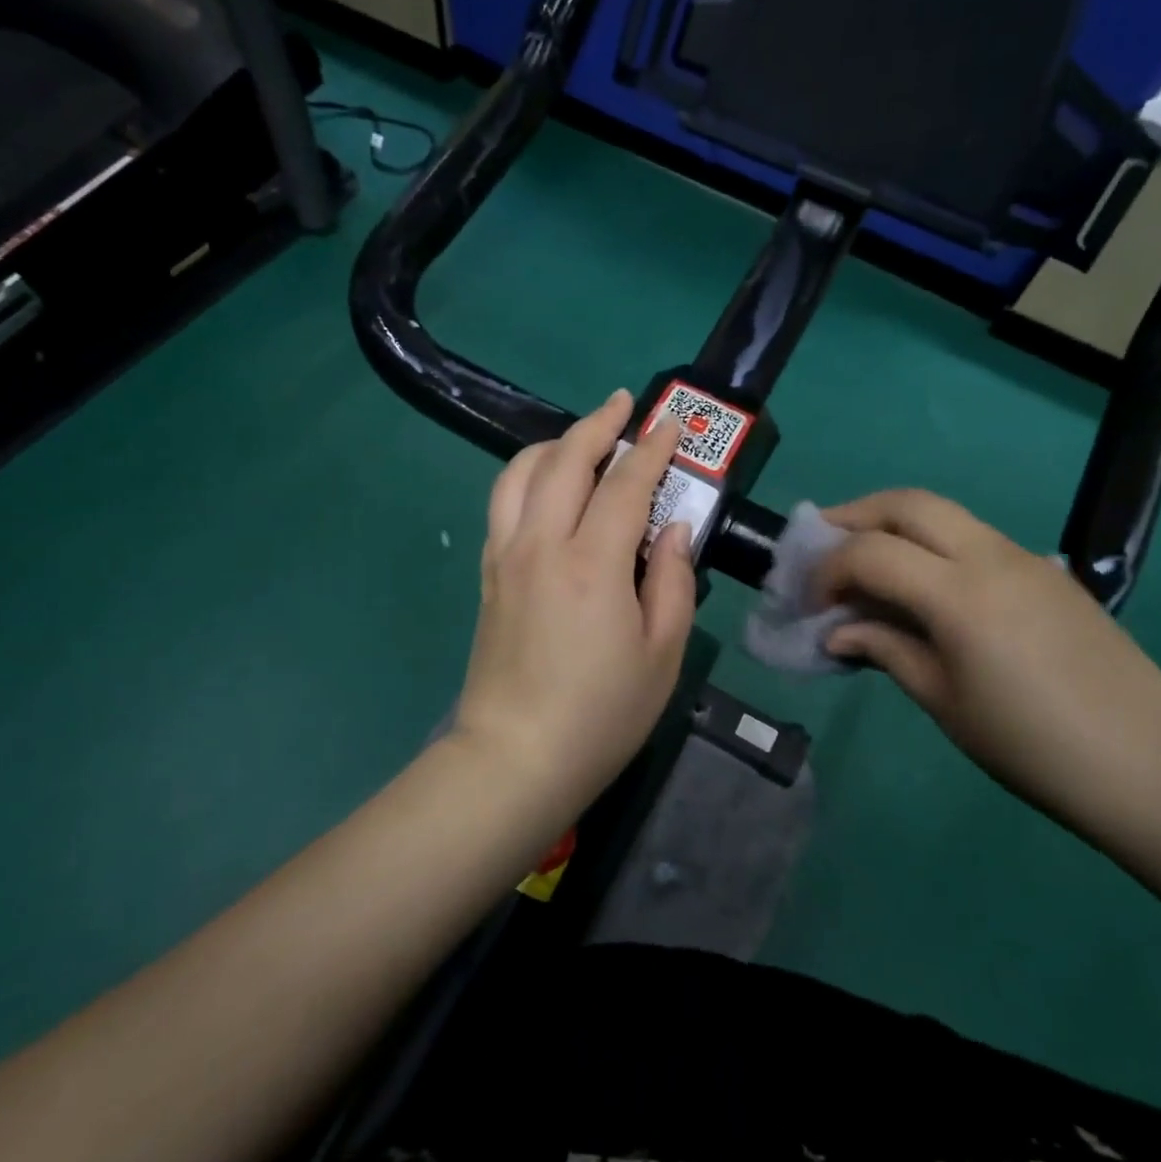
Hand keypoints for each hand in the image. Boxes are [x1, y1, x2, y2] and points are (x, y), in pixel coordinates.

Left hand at [452, 390, 697, 805]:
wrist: (516, 758)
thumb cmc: (602, 714)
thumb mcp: (661, 654)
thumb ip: (672, 581)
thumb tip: (671, 529)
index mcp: (592, 564)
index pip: (625, 484)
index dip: (651, 449)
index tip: (669, 424)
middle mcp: (542, 545)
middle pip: (564, 461)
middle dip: (597, 424)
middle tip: (623, 404)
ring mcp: (506, 556)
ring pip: (520, 473)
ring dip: (554, 444)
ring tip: (581, 437)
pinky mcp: (488, 575)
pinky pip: (503, 503)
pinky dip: (527, 476)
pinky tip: (546, 485)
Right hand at [815, 490, 1160, 838]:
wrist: (1151, 765)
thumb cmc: (1032, 746)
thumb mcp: (944, 702)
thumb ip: (886, 650)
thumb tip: (839, 632)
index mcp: (960, 594)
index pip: (870, 553)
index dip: (828, 571)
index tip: (811, 603)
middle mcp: (990, 556)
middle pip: (907, 503)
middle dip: (854, 516)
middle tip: (824, 545)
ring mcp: (1025, 557)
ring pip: (944, 512)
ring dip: (894, 525)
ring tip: (865, 560)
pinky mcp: (1047, 571)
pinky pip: (974, 537)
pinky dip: (932, 544)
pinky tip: (924, 586)